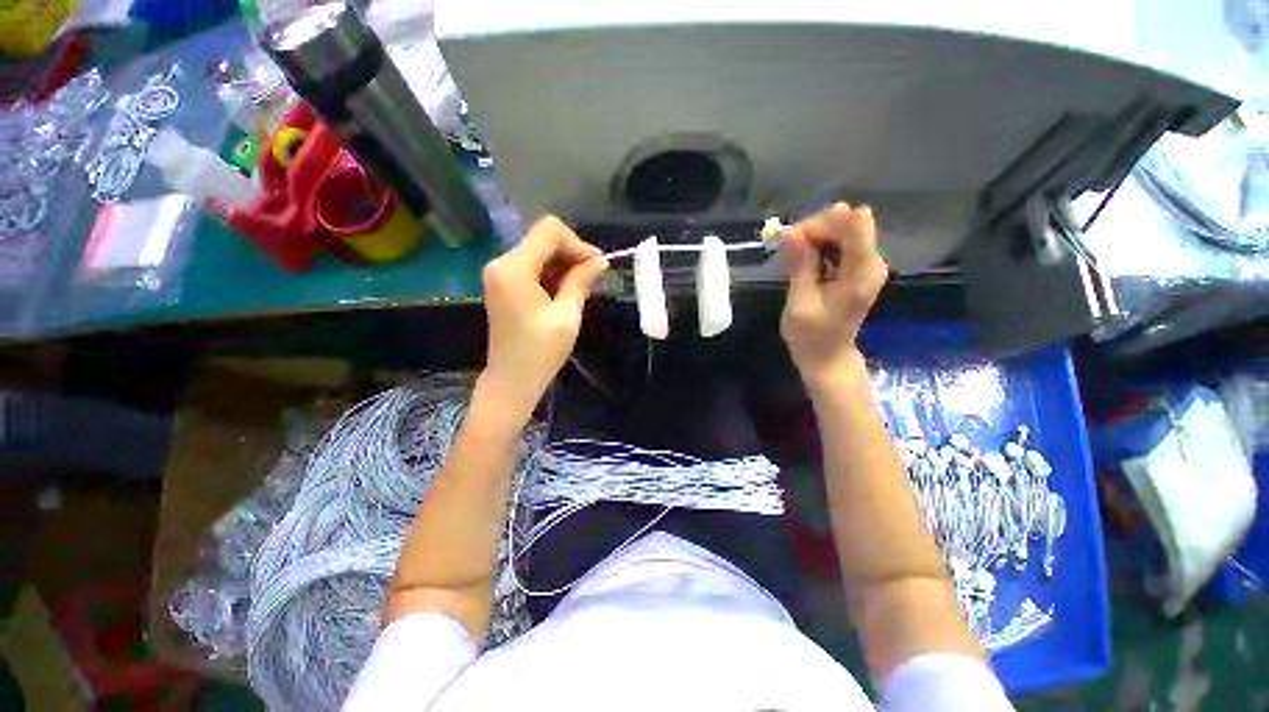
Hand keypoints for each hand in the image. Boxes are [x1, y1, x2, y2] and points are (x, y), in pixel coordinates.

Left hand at [478, 215, 606, 426]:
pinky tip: (567, 292)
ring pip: (539, 253)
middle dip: (572, 254)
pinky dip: (552, 275)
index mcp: (514, 268)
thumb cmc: (540, 352)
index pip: (549, 231)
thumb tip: (600, 260)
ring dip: (564, 266)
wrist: (511, 381)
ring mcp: (500, 274)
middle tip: (595, 277)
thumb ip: (581, 281)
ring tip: (584, 287)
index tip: (596, 266)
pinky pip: (532, 268)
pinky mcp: (504, 285)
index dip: (577, 243)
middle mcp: (501, 263)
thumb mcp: (567, 316)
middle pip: (543, 240)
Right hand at [781, 203, 887, 389]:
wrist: (827, 357)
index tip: (796, 244)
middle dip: (814, 232)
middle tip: (789, 257)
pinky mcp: (858, 267)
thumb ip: (800, 265)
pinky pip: (838, 243)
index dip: (822, 224)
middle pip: (846, 222)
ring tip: (794, 266)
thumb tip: (791, 232)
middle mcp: (871, 261)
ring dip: (813, 241)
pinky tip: (804, 267)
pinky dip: (818, 249)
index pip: (854, 222)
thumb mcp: (799, 303)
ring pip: (840, 230)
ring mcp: (866, 263)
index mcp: (861, 272)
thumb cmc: (811, 336)